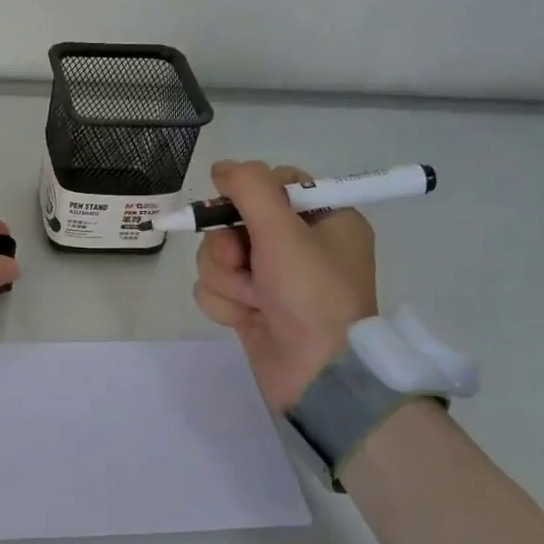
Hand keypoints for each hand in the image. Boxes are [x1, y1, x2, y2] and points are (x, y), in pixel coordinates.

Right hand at [192, 160, 378, 408]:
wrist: (318, 376)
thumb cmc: (311, 295)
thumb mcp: (284, 231)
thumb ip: (251, 188)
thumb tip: (222, 167)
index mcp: (325, 218)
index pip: (275, 183)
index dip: (247, 194)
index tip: (234, 208)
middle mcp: (300, 245)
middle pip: (236, 220)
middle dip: (229, 246)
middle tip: (242, 264)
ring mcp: (274, 278)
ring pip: (218, 256)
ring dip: (226, 279)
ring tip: (252, 301)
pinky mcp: (253, 305)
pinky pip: (217, 287)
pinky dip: (226, 303)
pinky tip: (247, 319)